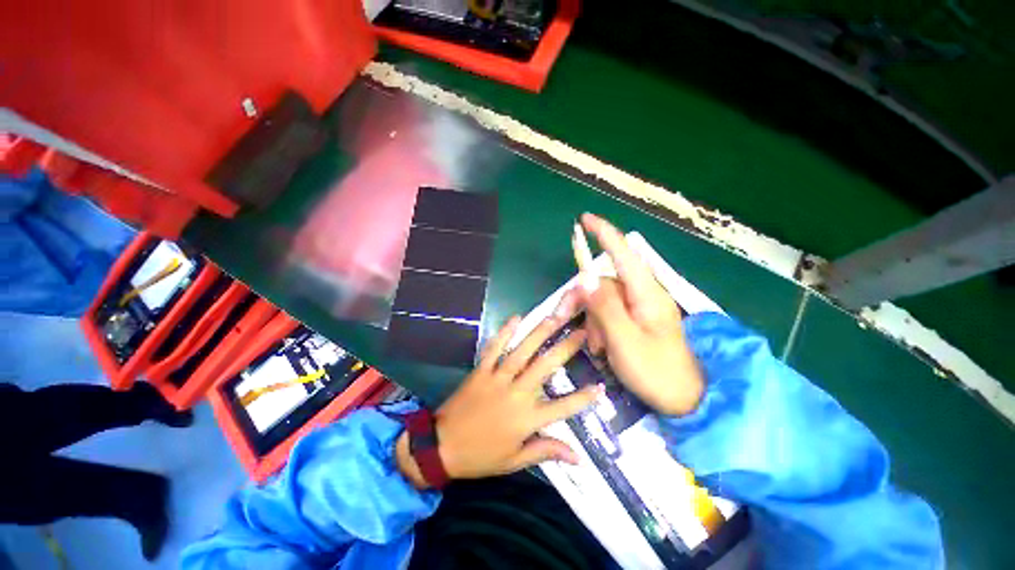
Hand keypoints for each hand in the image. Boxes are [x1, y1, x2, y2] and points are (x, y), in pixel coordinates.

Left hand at [396, 314, 602, 488]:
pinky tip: (516, 318)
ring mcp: (497, 379)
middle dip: (565, 348)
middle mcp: (516, 394)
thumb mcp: (515, 461)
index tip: (601, 386)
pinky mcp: (481, 371)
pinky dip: (504, 333)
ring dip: (539, 334)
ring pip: (522, 352)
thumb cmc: (481, 456)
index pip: (563, 407)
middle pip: (545, 368)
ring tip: (555, 318)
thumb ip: (546, 451)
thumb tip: (578, 457)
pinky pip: (494, 348)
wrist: (442, 446)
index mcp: (526, 419)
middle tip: (582, 331)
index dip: (583, 398)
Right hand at [569, 213, 704, 415]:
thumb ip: (604, 307)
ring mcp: (639, 309)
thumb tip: (585, 279)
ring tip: (596, 347)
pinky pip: (609, 314)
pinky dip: (600, 327)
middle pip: (603, 282)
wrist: (685, 400)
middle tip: (562, 316)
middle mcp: (642, 295)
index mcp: (645, 293)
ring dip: (592, 320)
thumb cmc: (657, 371)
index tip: (584, 219)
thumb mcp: (624, 340)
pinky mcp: (635, 321)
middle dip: (583, 298)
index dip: (604, 233)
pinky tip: (602, 347)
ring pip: (603, 300)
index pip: (623, 253)